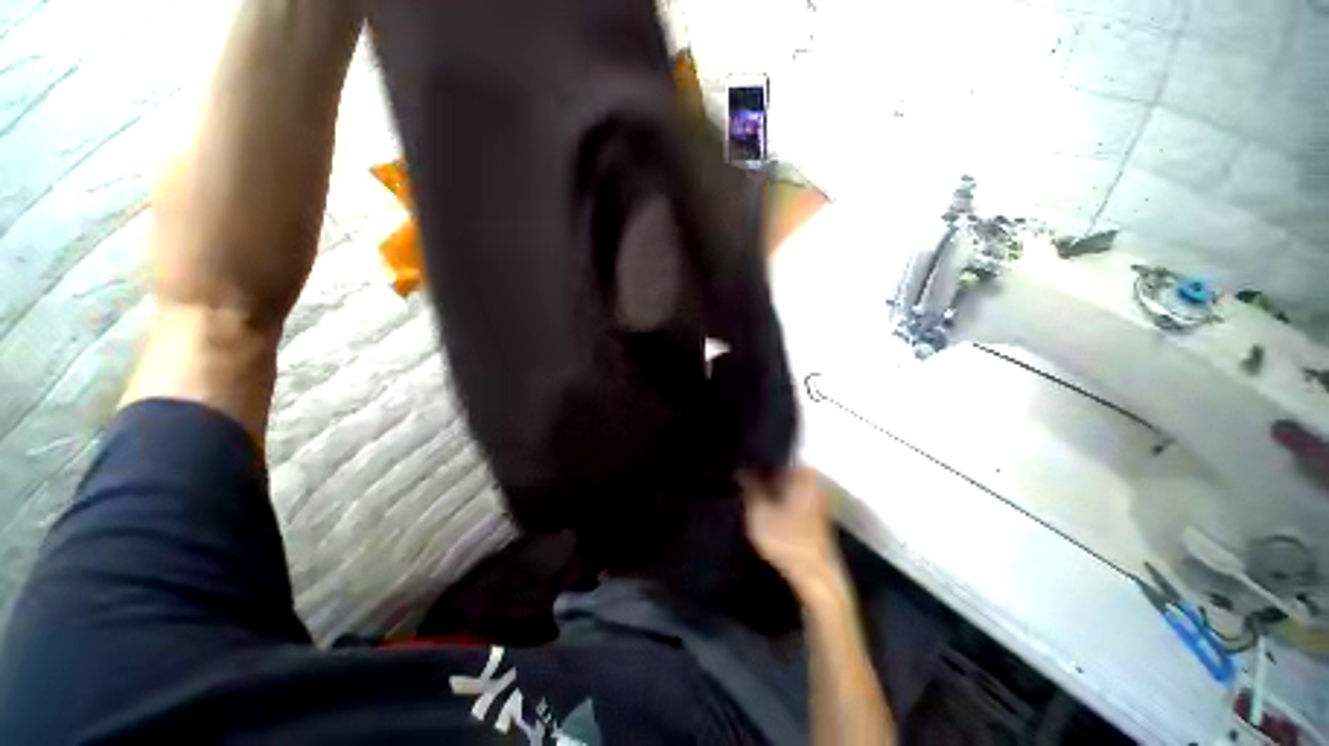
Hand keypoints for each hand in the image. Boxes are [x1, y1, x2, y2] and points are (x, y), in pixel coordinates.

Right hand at [740, 467, 846, 596]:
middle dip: (762, 471)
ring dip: (769, 486)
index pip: (776, 454)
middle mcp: (813, 480)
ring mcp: (817, 497)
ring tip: (747, 487)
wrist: (816, 578)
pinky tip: (764, 504)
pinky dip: (778, 498)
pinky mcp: (815, 514)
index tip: (739, 460)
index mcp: (803, 472)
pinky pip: (791, 496)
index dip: (755, 457)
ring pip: (786, 483)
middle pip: (781, 468)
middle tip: (739, 474)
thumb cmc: (786, 540)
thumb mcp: (758, 511)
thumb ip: (749, 486)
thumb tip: (741, 468)